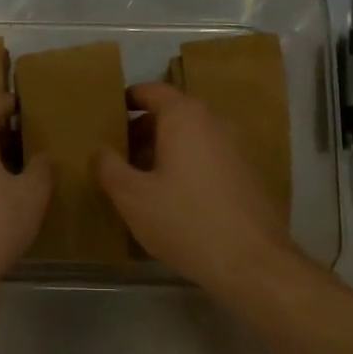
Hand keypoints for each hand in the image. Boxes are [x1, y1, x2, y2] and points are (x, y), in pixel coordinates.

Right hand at [95, 83, 300, 298]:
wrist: (252, 262)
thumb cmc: (185, 221)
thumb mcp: (132, 197)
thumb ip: (109, 167)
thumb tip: (100, 150)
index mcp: (184, 117)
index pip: (151, 91)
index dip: (126, 100)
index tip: (106, 117)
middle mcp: (213, 122)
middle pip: (171, 113)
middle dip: (141, 130)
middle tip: (115, 154)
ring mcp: (234, 148)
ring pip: (189, 137)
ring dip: (162, 150)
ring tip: (138, 179)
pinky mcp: (246, 174)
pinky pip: (206, 157)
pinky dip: (184, 166)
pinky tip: (170, 198)